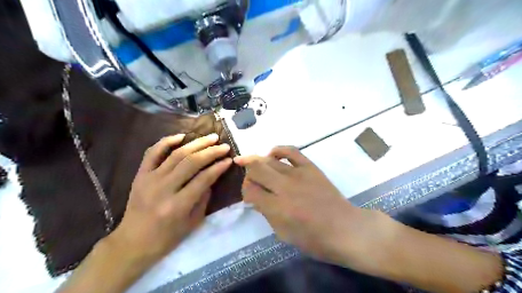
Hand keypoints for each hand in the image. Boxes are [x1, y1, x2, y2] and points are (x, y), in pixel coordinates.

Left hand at [110, 134, 232, 266]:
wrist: (133, 242)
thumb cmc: (167, 237)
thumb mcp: (193, 222)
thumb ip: (204, 197)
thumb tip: (212, 176)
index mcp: (178, 205)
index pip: (204, 179)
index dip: (219, 167)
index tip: (229, 160)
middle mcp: (163, 189)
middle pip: (191, 162)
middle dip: (211, 152)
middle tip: (224, 146)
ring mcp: (150, 179)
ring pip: (176, 154)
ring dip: (196, 143)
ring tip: (211, 137)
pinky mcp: (140, 175)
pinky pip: (153, 152)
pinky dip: (167, 141)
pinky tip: (181, 136)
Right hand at [235, 148, 389, 266]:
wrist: (345, 229)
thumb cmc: (314, 239)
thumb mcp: (283, 234)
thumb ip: (266, 213)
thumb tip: (256, 198)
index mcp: (277, 208)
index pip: (250, 190)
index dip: (245, 191)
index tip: (249, 195)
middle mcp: (284, 187)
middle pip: (256, 169)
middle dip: (247, 172)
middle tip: (248, 177)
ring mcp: (298, 174)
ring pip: (270, 160)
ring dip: (258, 161)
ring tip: (254, 164)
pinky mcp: (310, 167)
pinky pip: (291, 151)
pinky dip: (278, 149)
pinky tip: (272, 154)